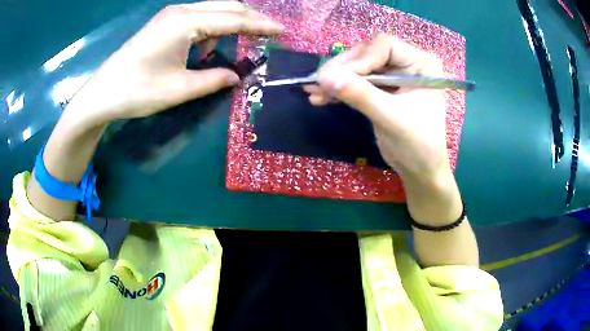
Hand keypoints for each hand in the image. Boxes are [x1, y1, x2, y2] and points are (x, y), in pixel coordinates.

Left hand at [66, 1, 283, 128]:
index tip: (283, 31)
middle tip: (271, 31)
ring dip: (232, 21)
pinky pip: (198, 17)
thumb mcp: (179, 89)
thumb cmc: (137, 91)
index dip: (260, 25)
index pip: (233, 19)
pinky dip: (212, 28)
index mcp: (186, 22)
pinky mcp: (164, 23)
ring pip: (213, 9)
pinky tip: (211, 46)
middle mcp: (181, 10)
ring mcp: (171, 14)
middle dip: (251, 17)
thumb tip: (237, 76)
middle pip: (227, 6)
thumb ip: (213, 79)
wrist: (102, 93)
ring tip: (247, 39)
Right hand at [303, 34, 447, 180]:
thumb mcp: (391, 118)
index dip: (360, 58)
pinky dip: (340, 89)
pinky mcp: (382, 89)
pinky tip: (321, 97)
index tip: (337, 77)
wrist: (420, 170)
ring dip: (336, 79)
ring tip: (313, 91)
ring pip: (359, 68)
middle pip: (368, 54)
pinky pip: (358, 82)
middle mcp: (408, 63)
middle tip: (316, 82)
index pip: (385, 46)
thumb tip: (323, 77)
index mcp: (421, 63)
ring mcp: (394, 75)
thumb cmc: (418, 145)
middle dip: (342, 69)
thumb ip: (360, 95)